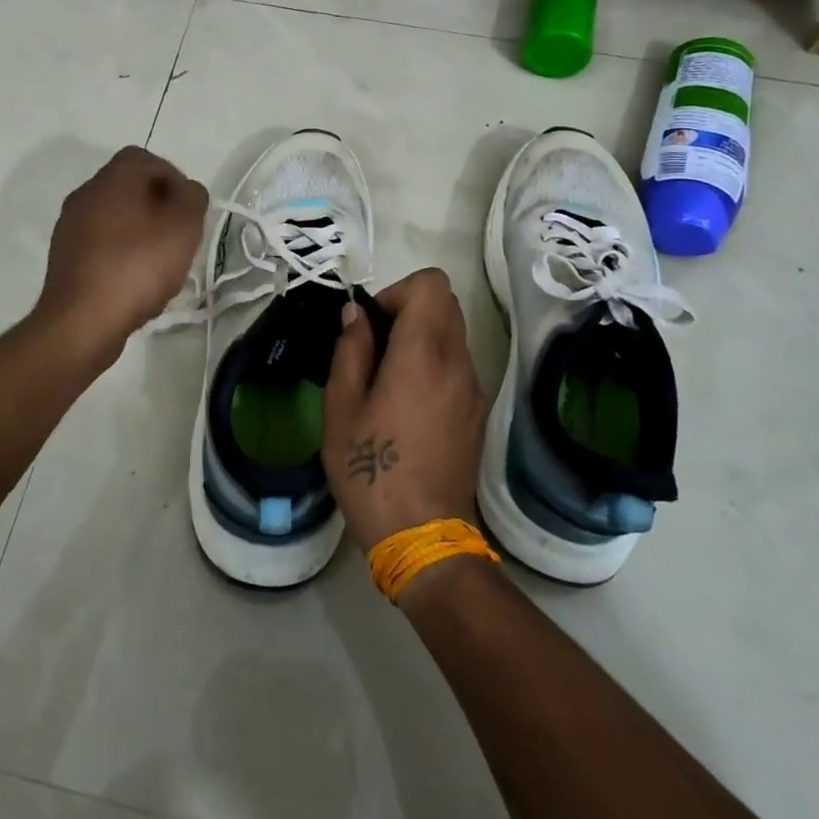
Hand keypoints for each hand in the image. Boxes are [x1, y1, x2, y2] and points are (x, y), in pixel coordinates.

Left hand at [36, 147, 207, 358]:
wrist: (82, 321)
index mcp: (112, 178)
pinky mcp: (64, 258)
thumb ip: (193, 198)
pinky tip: (136, 282)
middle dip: (159, 207)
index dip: (173, 177)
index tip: (189, 208)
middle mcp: (85, 194)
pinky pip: (101, 244)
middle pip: (129, 188)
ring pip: (115, 217)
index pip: (145, 159)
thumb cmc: (138, 265)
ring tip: (161, 263)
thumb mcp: (184, 226)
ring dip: (140, 232)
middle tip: (179, 236)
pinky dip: (122, 254)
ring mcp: (70, 227)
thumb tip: (186, 191)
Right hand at [321, 268, 486, 550]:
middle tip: (374, 349)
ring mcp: (473, 388)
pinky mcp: (477, 412)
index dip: (397, 292)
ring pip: (453, 334)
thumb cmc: (371, 469)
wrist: (422, 534)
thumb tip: (357, 314)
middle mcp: (458, 362)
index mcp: (423, 354)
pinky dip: (433, 365)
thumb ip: (351, 350)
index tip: (371, 326)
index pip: (431, 284)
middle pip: (445, 304)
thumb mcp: (342, 408)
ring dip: (420, 339)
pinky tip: (407, 406)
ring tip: (387, 380)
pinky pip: (457, 365)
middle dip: (407, 311)